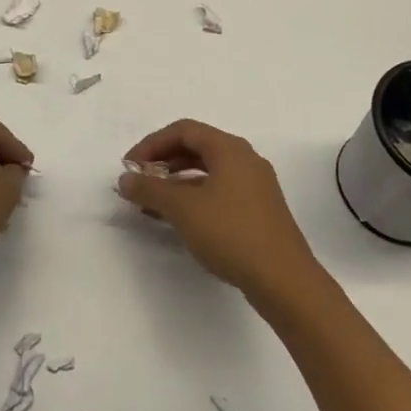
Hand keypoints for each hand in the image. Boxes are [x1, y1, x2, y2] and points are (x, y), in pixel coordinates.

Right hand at [116, 119, 317, 299]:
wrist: (284, 280)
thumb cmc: (231, 233)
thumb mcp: (183, 209)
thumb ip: (150, 189)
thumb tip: (125, 178)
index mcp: (229, 148)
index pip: (183, 130)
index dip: (152, 144)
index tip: (130, 166)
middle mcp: (245, 159)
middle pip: (196, 147)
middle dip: (163, 162)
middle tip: (140, 181)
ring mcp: (255, 185)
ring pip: (207, 171)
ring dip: (177, 182)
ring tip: (152, 203)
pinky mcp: (259, 210)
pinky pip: (219, 191)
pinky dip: (194, 197)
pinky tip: (180, 219)